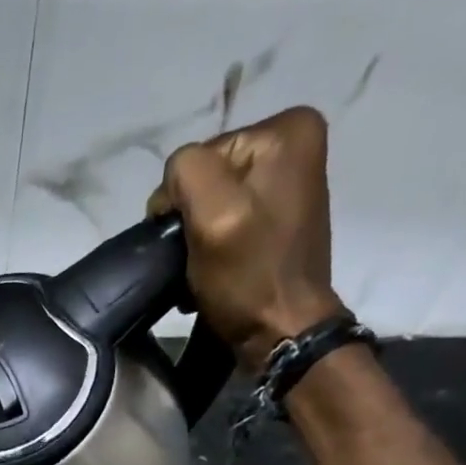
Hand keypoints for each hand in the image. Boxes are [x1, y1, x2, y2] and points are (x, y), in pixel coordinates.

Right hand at [147, 106, 344, 367]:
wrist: (283, 333)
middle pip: (207, 178)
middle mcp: (295, 145)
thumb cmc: (249, 276)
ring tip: (202, 270)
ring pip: (212, 203)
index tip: (189, 241)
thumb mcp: (212, 214)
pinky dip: (212, 247)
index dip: (182, 201)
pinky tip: (214, 270)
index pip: (199, 156)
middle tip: (196, 259)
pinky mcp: (277, 218)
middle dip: (192, 220)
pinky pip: (227, 221)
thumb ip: (185, 171)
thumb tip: (171, 187)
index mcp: (286, 130)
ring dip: (198, 239)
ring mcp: (288, 183)